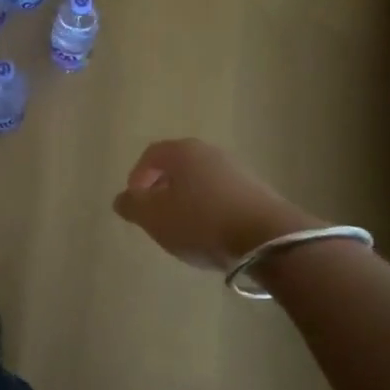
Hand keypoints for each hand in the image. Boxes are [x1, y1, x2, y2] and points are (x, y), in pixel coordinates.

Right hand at [113, 138, 319, 270]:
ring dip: (187, 200)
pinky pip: (222, 195)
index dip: (137, 177)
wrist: (267, 238)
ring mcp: (236, 170)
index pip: (151, 154)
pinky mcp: (256, 191)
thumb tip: (122, 198)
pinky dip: (210, 209)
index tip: (135, 203)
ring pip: (201, 180)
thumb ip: (133, 206)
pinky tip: (211, 234)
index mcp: (182, 152)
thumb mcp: (155, 218)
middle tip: (156, 215)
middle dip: (162, 188)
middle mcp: (210, 152)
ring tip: (183, 228)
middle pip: (178, 165)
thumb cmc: (201, 222)